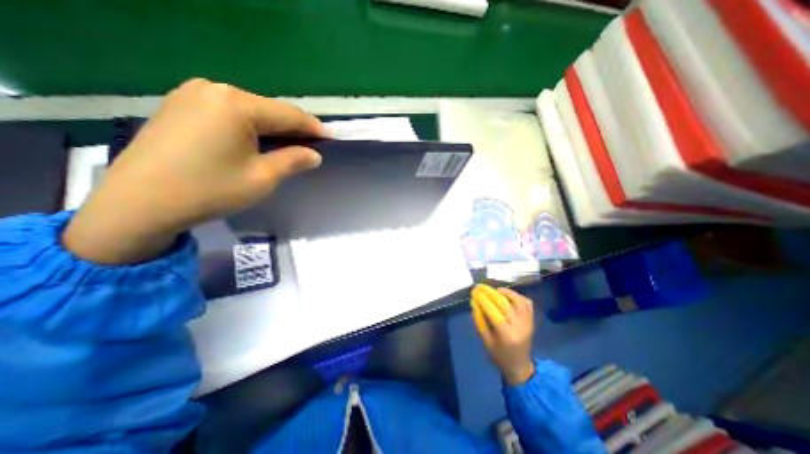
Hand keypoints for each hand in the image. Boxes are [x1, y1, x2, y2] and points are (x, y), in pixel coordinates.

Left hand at [63, 78, 325, 264]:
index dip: (313, 127)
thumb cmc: (211, 190)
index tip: (331, 138)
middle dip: (293, 128)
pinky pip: (229, 113)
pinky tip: (258, 141)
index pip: (288, 114)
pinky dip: (250, 126)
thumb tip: (314, 155)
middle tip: (313, 144)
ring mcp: (192, 94)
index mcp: (236, 104)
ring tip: (290, 144)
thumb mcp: (263, 177)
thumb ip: (293, 160)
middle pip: (268, 109)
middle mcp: (214, 89)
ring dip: (273, 127)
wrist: (139, 204)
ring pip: (249, 110)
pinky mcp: (180, 106)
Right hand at [469, 285, 536, 383]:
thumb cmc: (499, 355)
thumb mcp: (485, 341)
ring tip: (494, 290)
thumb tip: (474, 302)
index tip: (473, 291)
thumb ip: (479, 321)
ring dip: (505, 292)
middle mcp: (519, 326)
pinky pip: (527, 303)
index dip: (482, 299)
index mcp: (506, 335)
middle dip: (490, 292)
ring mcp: (528, 322)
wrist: (520, 366)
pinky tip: (507, 295)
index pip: (492, 311)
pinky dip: (517, 296)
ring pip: (518, 300)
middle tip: (479, 287)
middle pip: (504, 303)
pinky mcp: (532, 320)